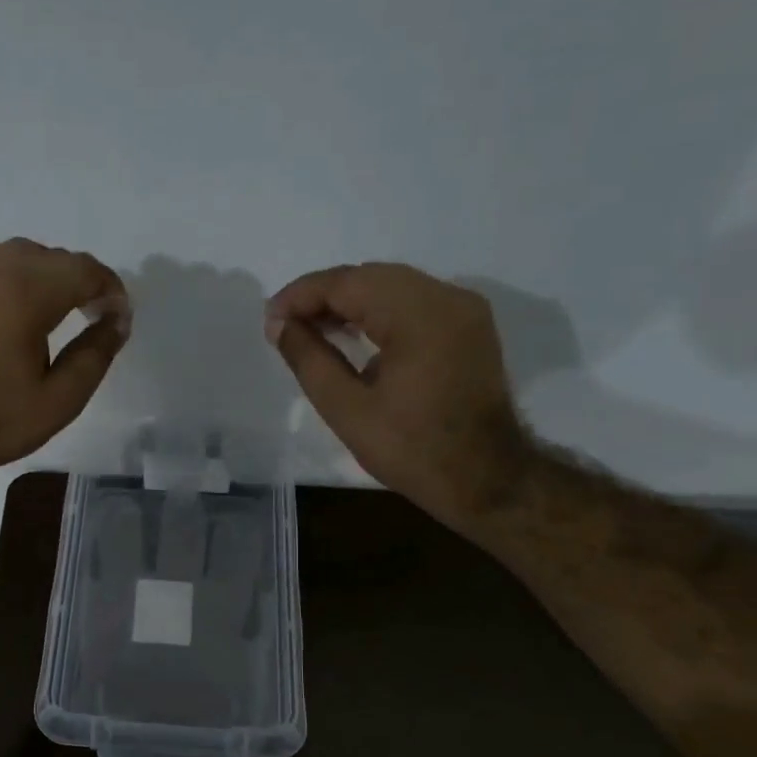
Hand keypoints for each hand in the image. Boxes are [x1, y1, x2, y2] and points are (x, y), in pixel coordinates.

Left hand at [0, 238, 130, 483]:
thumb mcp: (59, 400)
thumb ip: (96, 355)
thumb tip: (119, 320)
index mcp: (25, 292)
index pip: (84, 270)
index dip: (111, 290)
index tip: (120, 320)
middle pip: (57, 257)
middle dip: (85, 282)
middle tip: (98, 320)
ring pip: (26, 256)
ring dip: (53, 276)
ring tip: (64, 314)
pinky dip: (22, 278)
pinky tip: (24, 313)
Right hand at [266, 263, 531, 526]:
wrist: (487, 480)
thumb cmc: (413, 450)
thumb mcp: (348, 410)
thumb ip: (309, 360)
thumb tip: (278, 325)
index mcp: (419, 315)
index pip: (348, 283)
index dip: (302, 295)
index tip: (270, 318)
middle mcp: (447, 298)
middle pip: (371, 277)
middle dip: (324, 296)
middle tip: (286, 325)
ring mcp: (464, 309)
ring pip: (393, 286)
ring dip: (350, 302)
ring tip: (312, 330)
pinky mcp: (469, 326)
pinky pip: (414, 302)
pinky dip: (379, 311)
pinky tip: (354, 333)